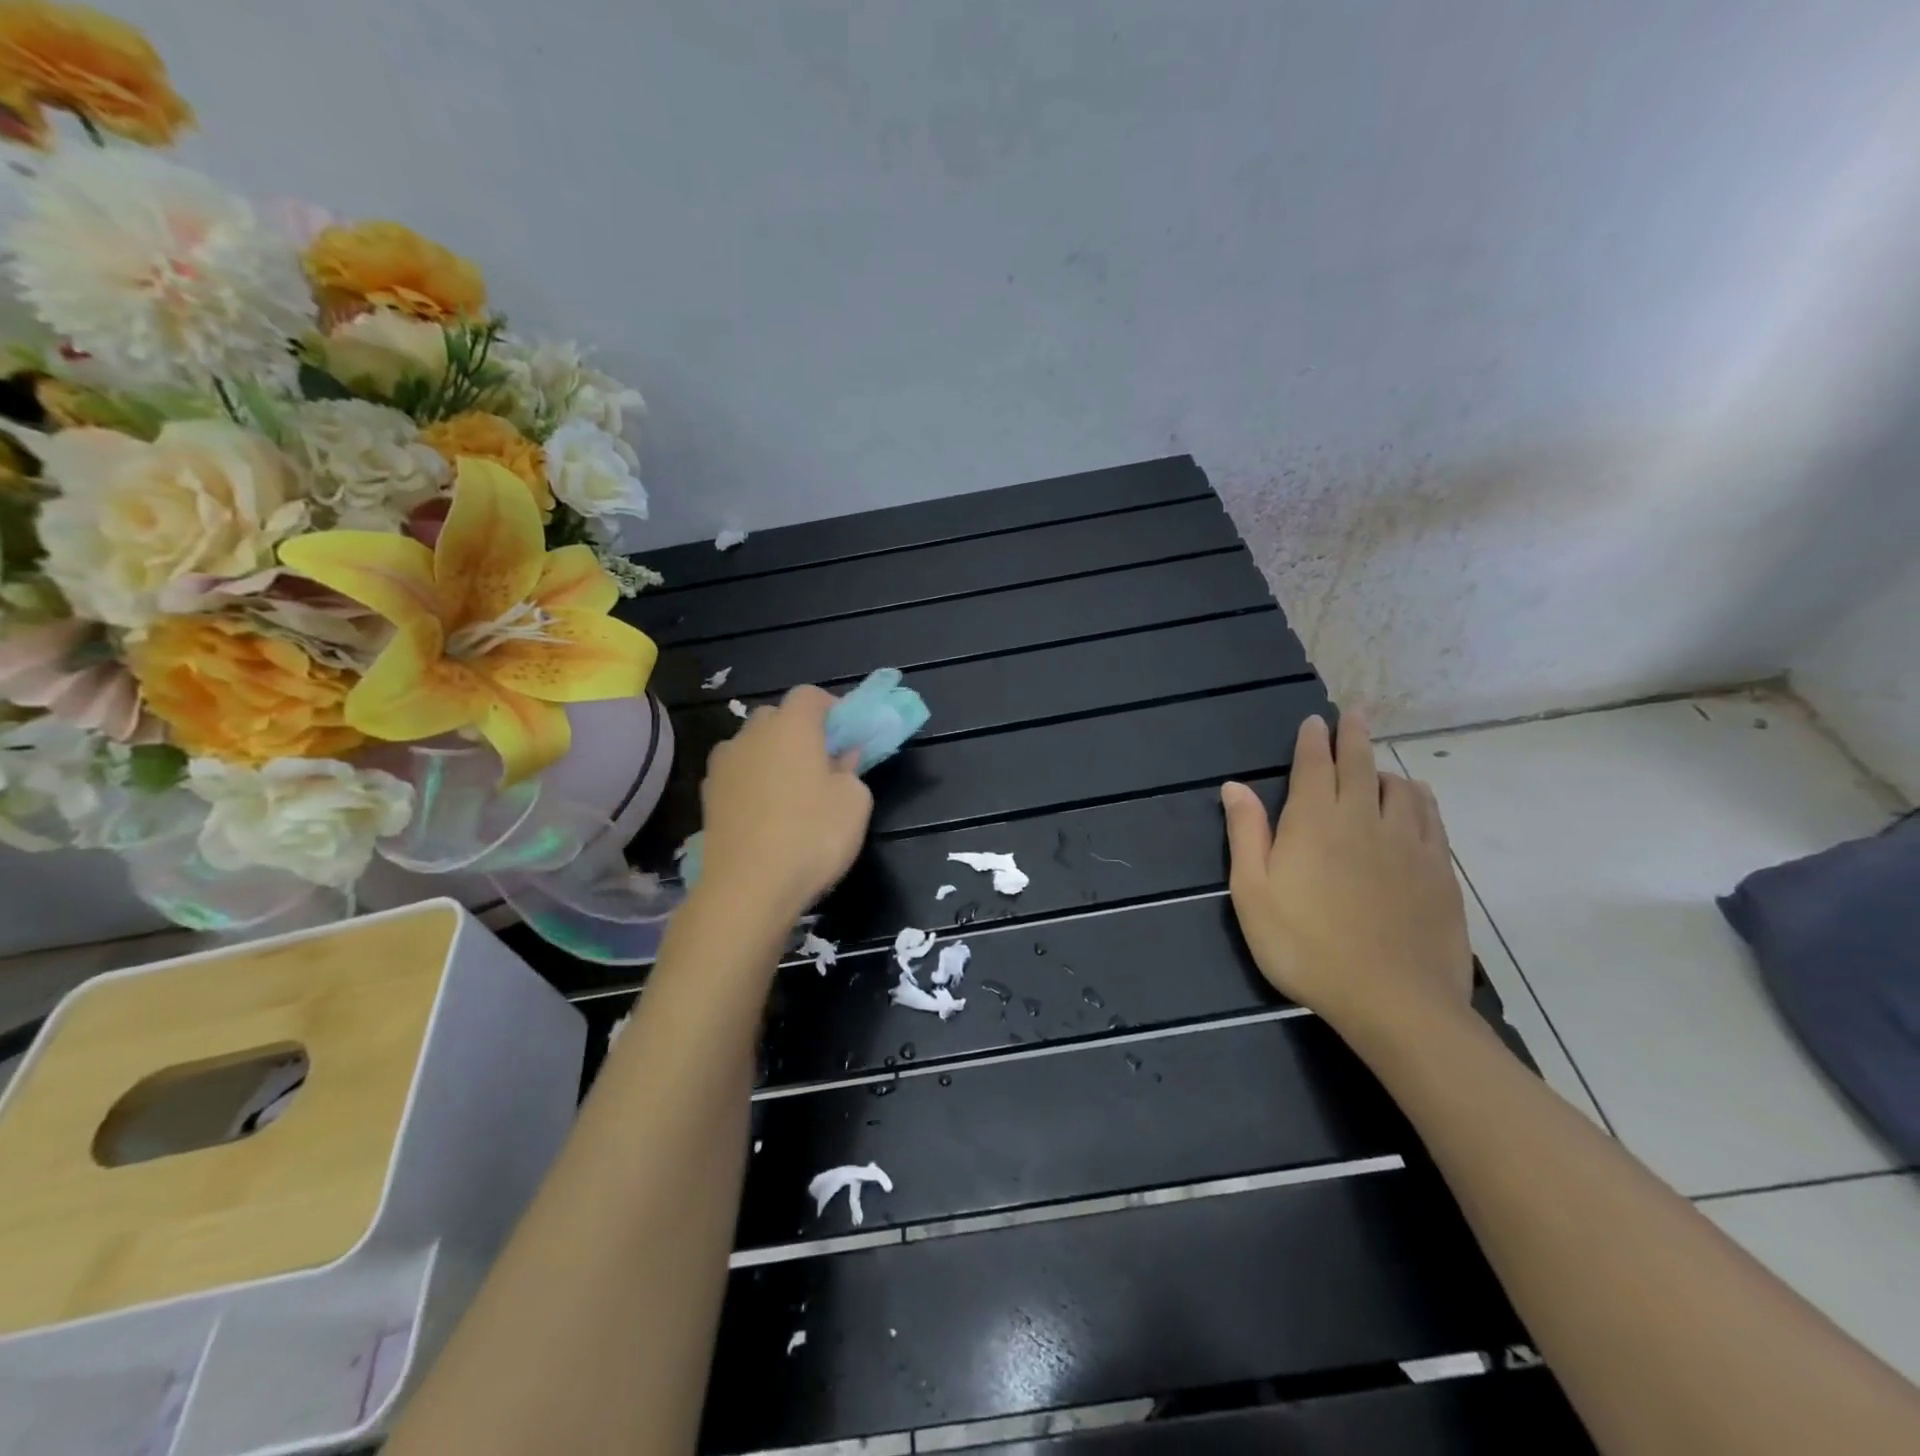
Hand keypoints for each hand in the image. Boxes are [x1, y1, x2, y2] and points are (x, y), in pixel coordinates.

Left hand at [696, 685, 873, 924]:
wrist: (748, 888)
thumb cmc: (812, 836)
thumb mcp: (854, 802)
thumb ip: (851, 770)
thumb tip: (842, 758)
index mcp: (791, 726)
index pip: (809, 694)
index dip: (831, 708)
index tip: (846, 734)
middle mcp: (751, 734)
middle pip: (777, 716)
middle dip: (800, 731)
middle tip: (822, 762)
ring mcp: (723, 765)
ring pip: (752, 745)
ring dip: (772, 756)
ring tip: (791, 791)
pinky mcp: (707, 795)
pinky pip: (736, 774)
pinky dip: (752, 782)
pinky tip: (766, 813)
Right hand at [1220, 712, 1471, 1042]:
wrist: (1392, 1000)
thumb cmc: (1305, 946)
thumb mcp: (1253, 893)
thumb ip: (1246, 834)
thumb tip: (1235, 786)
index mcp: (1315, 821)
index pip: (1315, 765)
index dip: (1313, 740)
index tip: (1315, 720)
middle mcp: (1364, 818)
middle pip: (1361, 764)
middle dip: (1354, 735)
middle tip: (1354, 713)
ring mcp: (1408, 843)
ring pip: (1401, 788)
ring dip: (1385, 768)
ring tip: (1379, 765)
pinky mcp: (1439, 870)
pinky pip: (1431, 818)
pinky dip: (1419, 799)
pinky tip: (1415, 802)